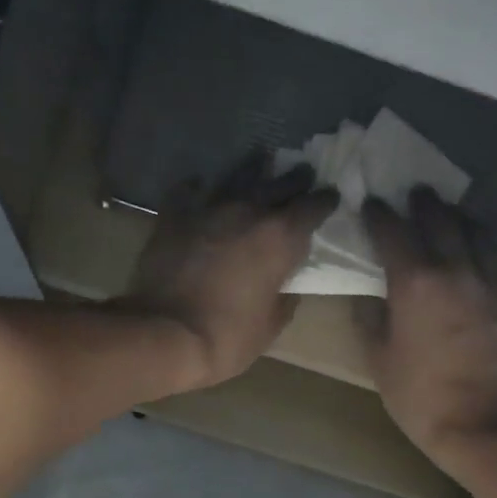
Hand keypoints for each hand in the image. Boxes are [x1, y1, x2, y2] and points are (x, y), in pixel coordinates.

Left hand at [119, 155, 335, 392]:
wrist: (166, 334)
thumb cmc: (227, 337)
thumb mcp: (270, 326)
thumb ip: (284, 299)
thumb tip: (287, 286)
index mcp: (280, 238)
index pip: (312, 208)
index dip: (324, 202)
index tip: (330, 197)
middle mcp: (248, 211)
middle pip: (279, 184)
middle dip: (295, 179)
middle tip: (303, 173)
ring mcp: (208, 208)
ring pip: (237, 175)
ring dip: (252, 168)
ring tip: (260, 160)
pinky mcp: (174, 215)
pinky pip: (189, 190)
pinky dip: (199, 187)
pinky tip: (201, 186)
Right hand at [359, 188, 496, 463]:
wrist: (484, 422)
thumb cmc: (421, 395)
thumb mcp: (379, 360)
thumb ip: (370, 320)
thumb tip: (368, 295)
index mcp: (414, 283)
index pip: (393, 233)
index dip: (380, 215)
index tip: (371, 203)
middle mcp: (454, 270)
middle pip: (440, 221)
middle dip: (424, 204)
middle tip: (415, 193)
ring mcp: (489, 282)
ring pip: (478, 232)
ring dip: (461, 217)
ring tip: (453, 211)